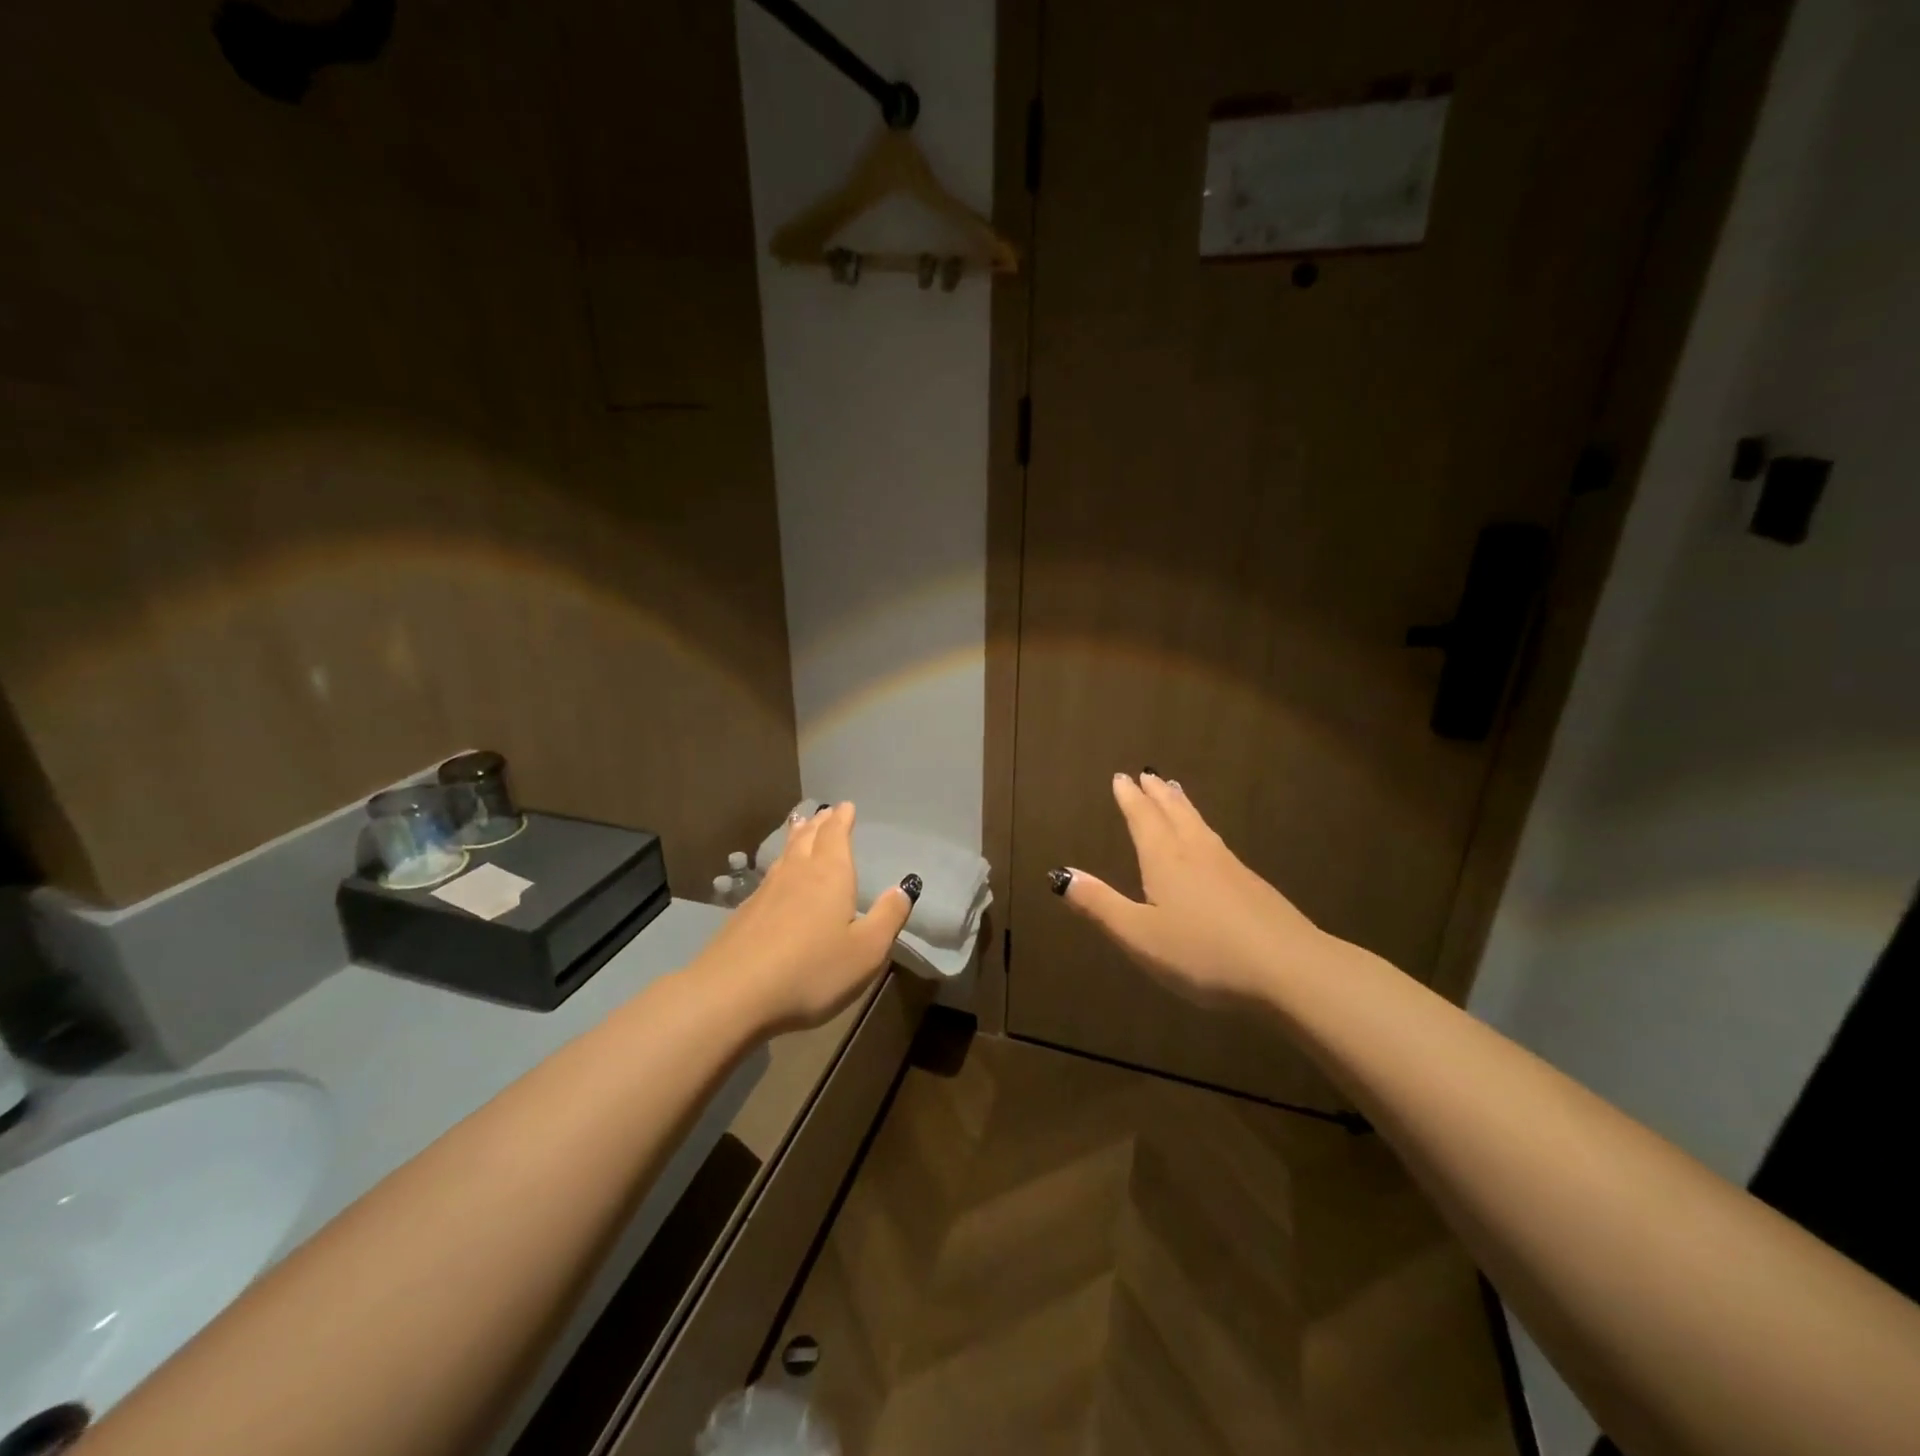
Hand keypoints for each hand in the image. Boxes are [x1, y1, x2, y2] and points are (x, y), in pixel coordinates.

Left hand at [696, 802, 914, 1035]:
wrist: (733, 993)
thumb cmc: (812, 970)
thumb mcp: (866, 950)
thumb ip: (888, 917)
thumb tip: (904, 887)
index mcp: (831, 875)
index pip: (836, 835)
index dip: (842, 820)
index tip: (846, 806)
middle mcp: (797, 874)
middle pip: (808, 838)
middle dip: (820, 824)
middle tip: (824, 812)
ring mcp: (766, 892)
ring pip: (786, 854)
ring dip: (797, 837)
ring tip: (801, 827)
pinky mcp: (744, 914)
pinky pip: (769, 876)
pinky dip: (779, 865)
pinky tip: (776, 877)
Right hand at [1053, 772, 1325, 1005]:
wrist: (1288, 968)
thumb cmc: (1203, 953)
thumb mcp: (1139, 936)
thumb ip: (1100, 905)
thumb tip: (1061, 875)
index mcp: (1165, 860)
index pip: (1143, 819)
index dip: (1130, 799)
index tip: (1121, 777)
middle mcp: (1196, 853)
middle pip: (1174, 813)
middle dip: (1157, 794)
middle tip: (1148, 774)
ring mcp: (1229, 867)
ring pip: (1199, 825)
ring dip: (1183, 805)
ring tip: (1176, 791)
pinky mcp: (1253, 885)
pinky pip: (1217, 842)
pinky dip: (1203, 828)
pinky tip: (1210, 843)